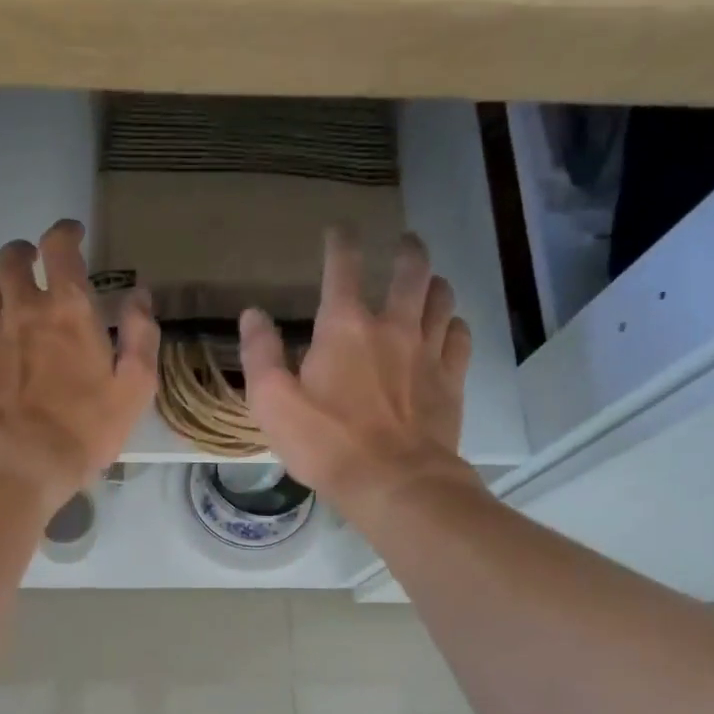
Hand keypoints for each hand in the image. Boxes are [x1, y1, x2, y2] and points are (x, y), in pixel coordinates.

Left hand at [0, 219, 159, 510]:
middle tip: (37, 267)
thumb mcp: (134, 388)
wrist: (20, 462)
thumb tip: (139, 296)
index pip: (60, 247)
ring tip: (12, 305)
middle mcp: (23, 308)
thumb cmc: (84, 428)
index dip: (65, 232)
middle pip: (11, 257)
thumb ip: (140, 336)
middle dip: (25, 253)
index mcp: (68, 309)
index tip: (73, 235)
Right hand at [239, 226, 479, 516]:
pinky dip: (453, 324)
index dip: (340, 242)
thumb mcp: (272, 403)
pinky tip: (447, 329)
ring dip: (433, 284)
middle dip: (407, 250)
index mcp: (344, 328)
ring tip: (427, 283)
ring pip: (441, 298)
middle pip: (411, 271)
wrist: (394, 482)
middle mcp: (393, 326)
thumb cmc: (326, 443)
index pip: (343, 267)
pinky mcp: (451, 379)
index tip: (338, 230)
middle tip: (405, 242)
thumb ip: (260, 354)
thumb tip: (253, 315)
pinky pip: (460, 336)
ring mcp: (428, 351)